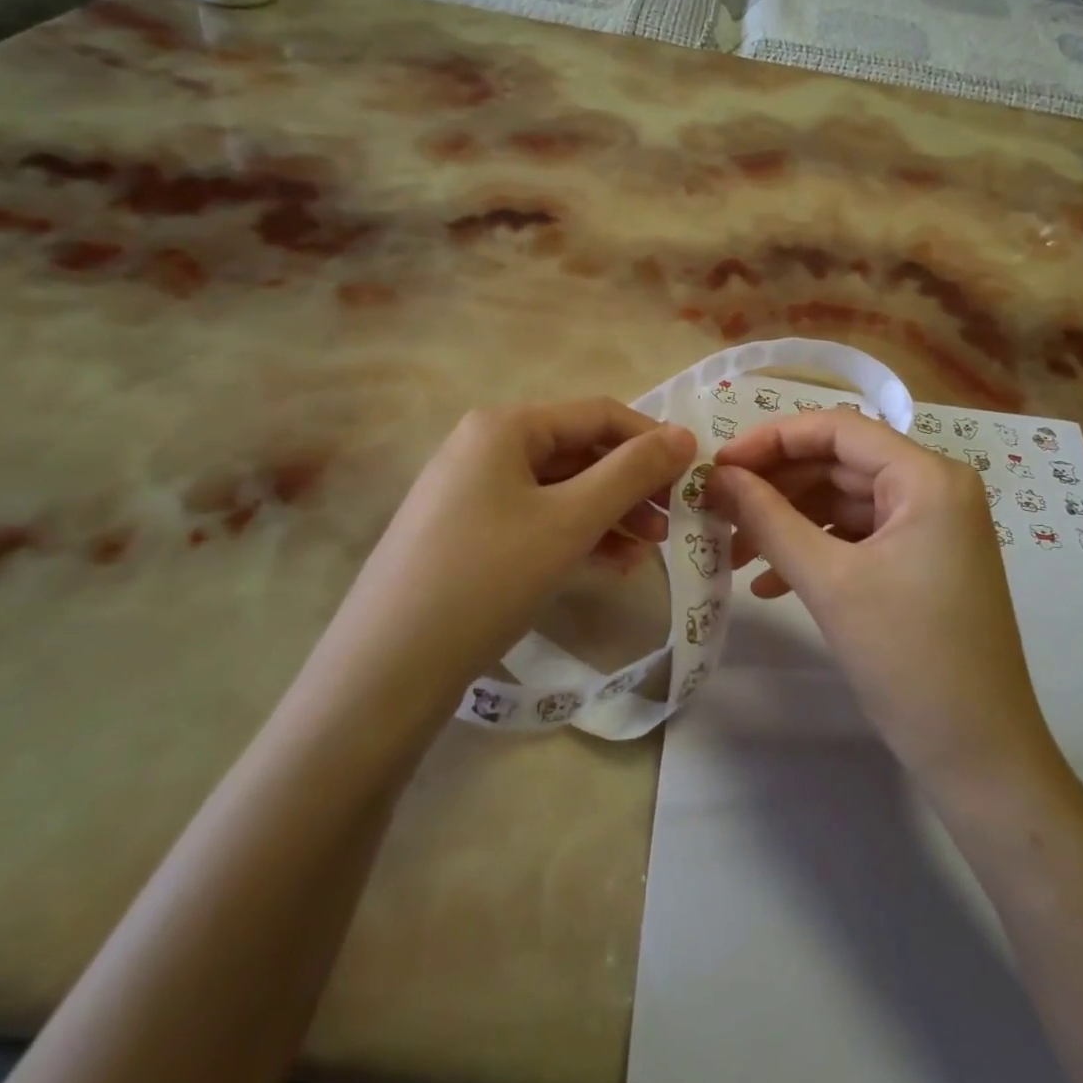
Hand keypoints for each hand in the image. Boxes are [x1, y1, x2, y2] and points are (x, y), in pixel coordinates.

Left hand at [331, 400, 696, 702]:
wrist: (387, 668)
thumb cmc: (487, 578)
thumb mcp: (570, 521)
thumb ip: (631, 472)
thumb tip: (685, 435)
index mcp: (505, 426)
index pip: (597, 414)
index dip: (651, 440)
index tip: (695, 474)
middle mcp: (484, 445)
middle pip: (578, 451)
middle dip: (631, 485)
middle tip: (674, 522)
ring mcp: (471, 490)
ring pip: (560, 489)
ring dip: (609, 514)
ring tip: (649, 551)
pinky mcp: (466, 531)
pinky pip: (536, 518)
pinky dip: (576, 535)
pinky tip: (610, 565)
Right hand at [707, 411, 1054, 784]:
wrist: (979, 756)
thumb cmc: (908, 659)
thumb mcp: (829, 582)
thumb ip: (768, 519)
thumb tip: (717, 475)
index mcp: (928, 477)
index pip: (838, 429)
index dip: (772, 440)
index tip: (718, 465)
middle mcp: (935, 488)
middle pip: (838, 465)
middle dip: (775, 488)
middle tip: (716, 509)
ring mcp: (931, 526)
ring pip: (842, 503)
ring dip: (787, 524)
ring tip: (733, 553)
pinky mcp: (922, 561)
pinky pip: (857, 537)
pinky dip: (813, 552)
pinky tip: (770, 584)